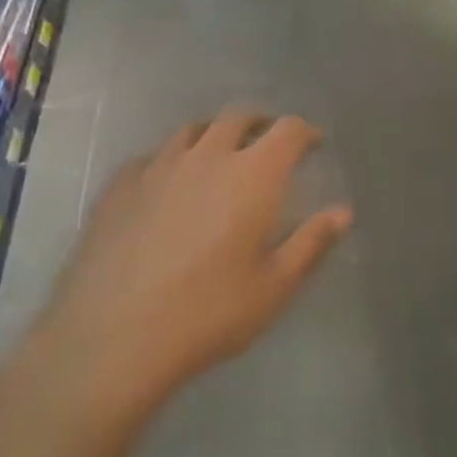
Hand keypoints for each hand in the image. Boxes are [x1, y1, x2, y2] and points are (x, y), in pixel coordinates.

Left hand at [24, 110, 352, 418]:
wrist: (112, 338)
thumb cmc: (208, 313)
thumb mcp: (274, 287)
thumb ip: (312, 243)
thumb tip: (343, 211)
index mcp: (253, 174)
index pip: (287, 130)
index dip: (305, 132)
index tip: (313, 144)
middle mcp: (208, 155)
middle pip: (238, 117)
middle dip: (260, 124)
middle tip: (268, 144)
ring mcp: (159, 166)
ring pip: (192, 129)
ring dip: (214, 134)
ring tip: (219, 155)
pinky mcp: (120, 185)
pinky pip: (152, 156)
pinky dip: (170, 159)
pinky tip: (167, 183)